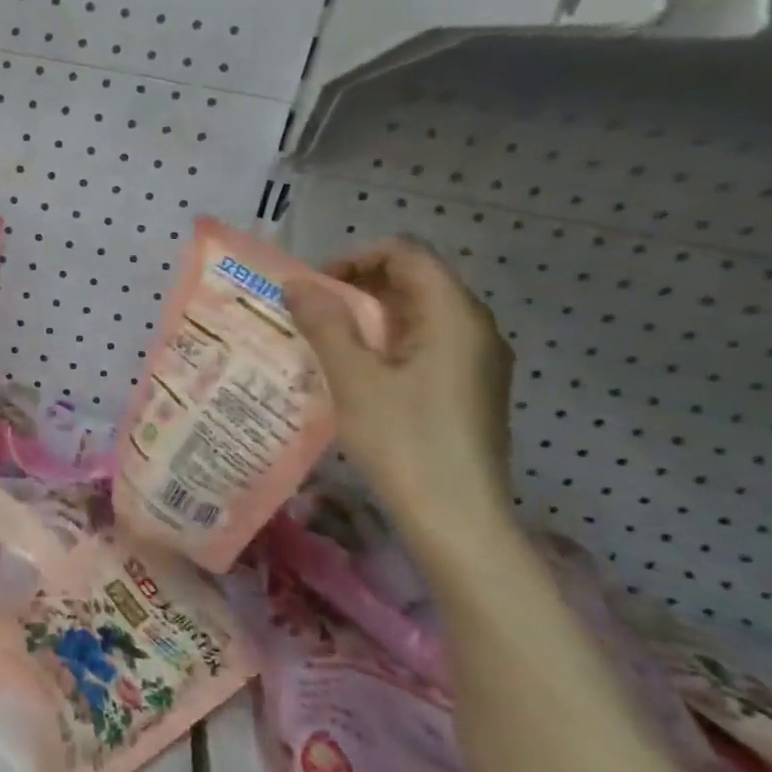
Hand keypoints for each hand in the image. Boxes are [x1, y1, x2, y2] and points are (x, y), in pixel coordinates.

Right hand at [283, 237, 515, 561]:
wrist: (457, 517)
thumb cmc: (404, 441)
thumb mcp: (354, 378)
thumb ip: (325, 323)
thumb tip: (296, 283)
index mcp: (453, 315)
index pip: (406, 253)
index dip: (355, 258)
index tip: (314, 287)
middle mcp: (474, 328)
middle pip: (413, 280)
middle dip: (356, 286)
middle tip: (309, 311)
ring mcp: (476, 360)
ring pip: (416, 314)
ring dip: (367, 316)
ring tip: (321, 339)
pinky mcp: (468, 388)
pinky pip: (424, 344)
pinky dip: (384, 343)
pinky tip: (353, 371)